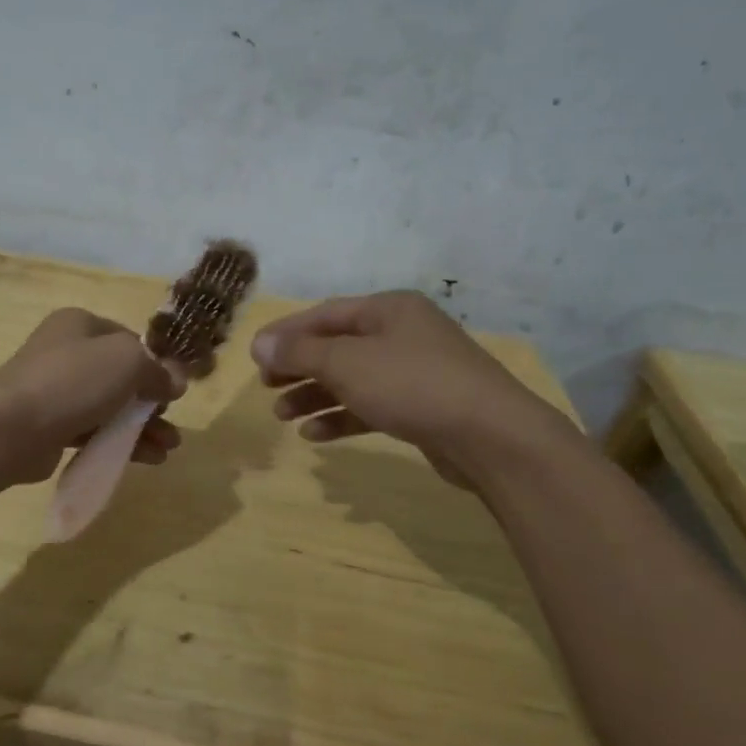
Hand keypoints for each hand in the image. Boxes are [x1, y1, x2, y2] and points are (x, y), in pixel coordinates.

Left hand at [0, 309, 183, 484]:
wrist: (11, 429)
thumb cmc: (72, 382)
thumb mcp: (127, 362)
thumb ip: (157, 369)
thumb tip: (176, 380)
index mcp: (79, 324)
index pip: (128, 340)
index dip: (155, 364)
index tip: (173, 390)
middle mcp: (66, 352)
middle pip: (120, 377)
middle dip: (151, 402)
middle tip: (171, 422)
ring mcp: (55, 391)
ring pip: (109, 407)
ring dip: (141, 427)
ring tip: (168, 448)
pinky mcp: (50, 426)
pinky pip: (93, 431)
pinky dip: (119, 442)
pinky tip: (146, 458)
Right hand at [252, 291, 575, 487]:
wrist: (491, 436)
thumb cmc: (412, 385)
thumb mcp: (347, 363)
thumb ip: (300, 353)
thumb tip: (258, 343)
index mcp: (387, 309)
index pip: (324, 314)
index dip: (286, 333)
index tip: (254, 355)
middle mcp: (401, 334)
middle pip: (336, 346)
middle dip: (298, 367)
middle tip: (265, 386)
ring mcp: (414, 371)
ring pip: (351, 379)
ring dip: (314, 396)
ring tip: (281, 416)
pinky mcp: (421, 407)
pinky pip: (370, 406)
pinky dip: (341, 417)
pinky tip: (315, 435)